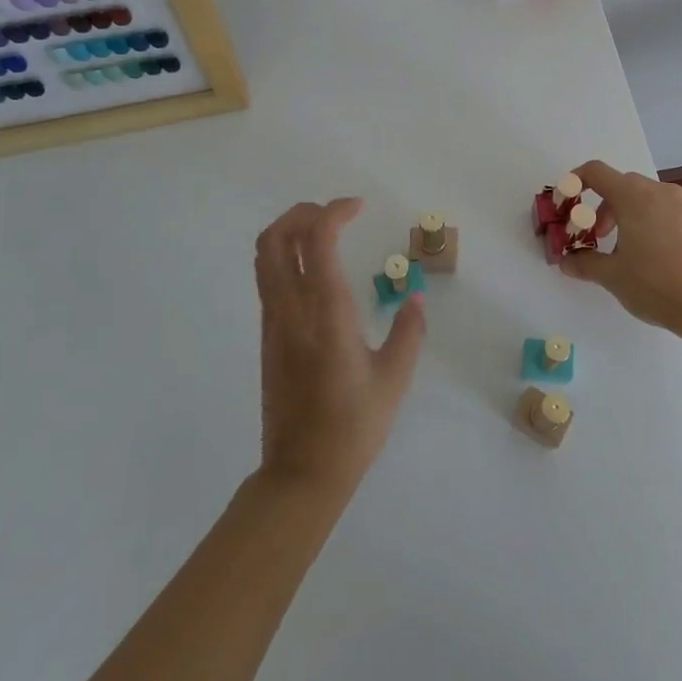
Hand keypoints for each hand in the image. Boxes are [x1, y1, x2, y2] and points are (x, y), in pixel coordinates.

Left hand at [253, 199, 425, 497]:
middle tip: (335, 214)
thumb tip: (415, 300)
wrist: (301, 473)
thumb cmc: (353, 426)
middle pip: (276, 238)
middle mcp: (292, 308)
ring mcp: (274, 321)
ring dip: (290, 231)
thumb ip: (408, 332)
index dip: (334, 212)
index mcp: (326, 311)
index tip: (358, 207)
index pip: (318, 239)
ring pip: (265, 256)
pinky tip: (315, 271)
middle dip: (302, 212)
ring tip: (324, 233)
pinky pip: (268, 278)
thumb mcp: (394, 379)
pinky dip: (286, 256)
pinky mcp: (268, 336)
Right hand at [559, 161, 681, 333]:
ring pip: (643, 197)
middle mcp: (657, 191)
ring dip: (625, 214)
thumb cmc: (656, 284)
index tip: (566, 204)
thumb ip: (584, 264)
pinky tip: (651, 256)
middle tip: (595, 235)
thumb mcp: (612, 276)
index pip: (595, 171)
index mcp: (632, 196)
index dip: (574, 182)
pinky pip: (663, 210)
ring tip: (623, 249)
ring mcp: (681, 205)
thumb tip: (566, 262)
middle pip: (620, 184)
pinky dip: (648, 221)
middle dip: (600, 206)